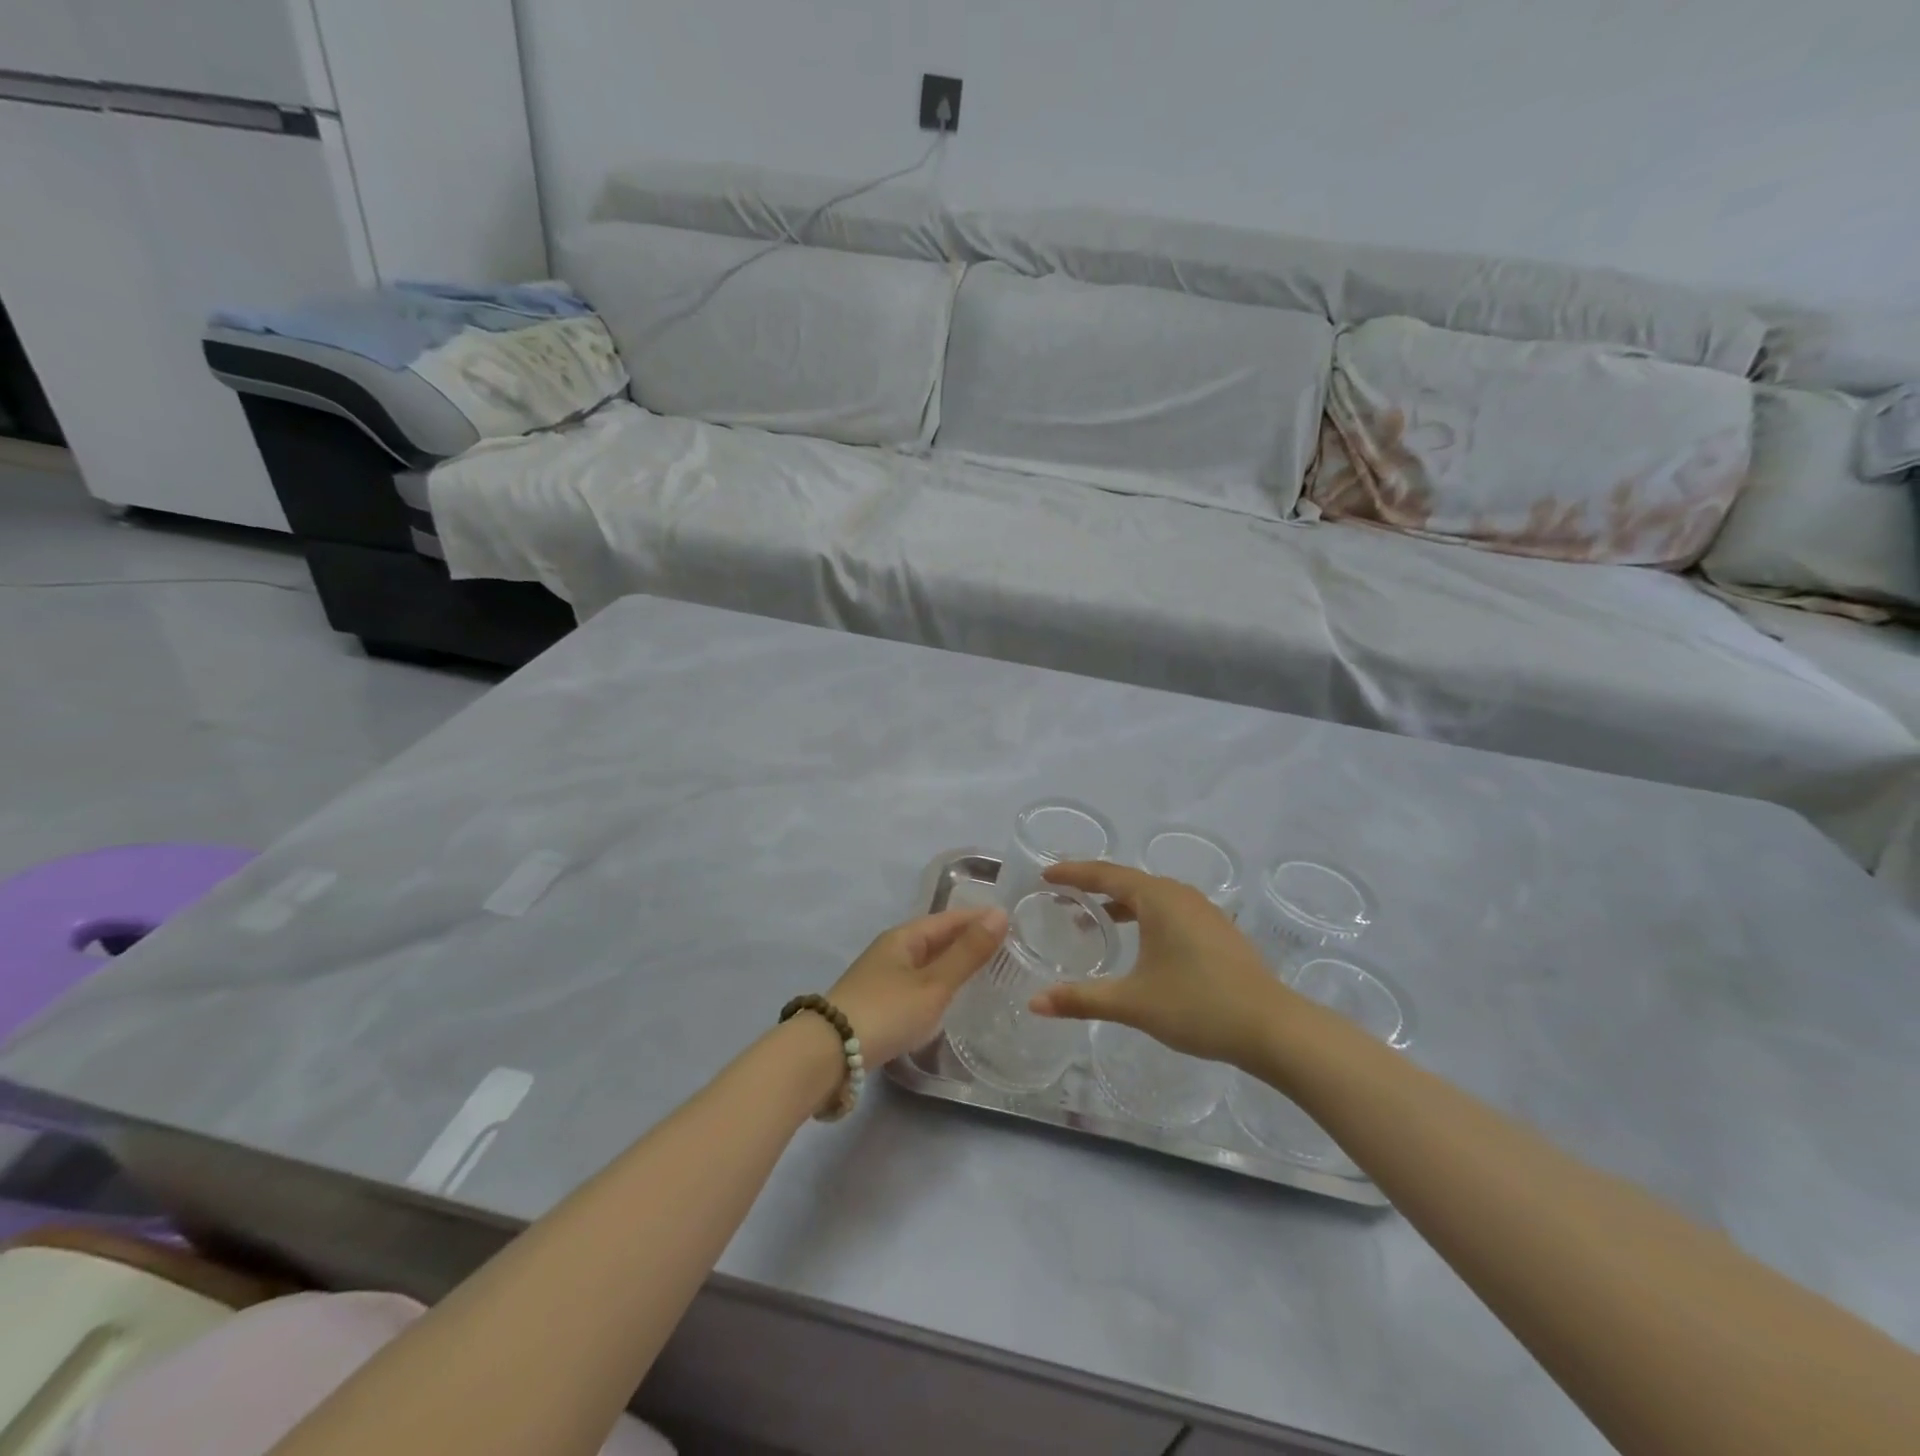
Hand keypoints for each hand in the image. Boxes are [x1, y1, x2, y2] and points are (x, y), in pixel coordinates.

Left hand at [829, 905, 1007, 1066]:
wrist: (828, 1053)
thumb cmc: (886, 1011)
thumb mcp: (933, 984)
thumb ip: (967, 953)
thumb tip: (1000, 914)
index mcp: (904, 937)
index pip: (949, 919)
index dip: (979, 919)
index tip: (1013, 924)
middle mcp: (892, 950)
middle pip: (937, 938)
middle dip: (968, 941)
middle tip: (1009, 951)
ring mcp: (882, 977)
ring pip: (927, 962)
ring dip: (954, 964)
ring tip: (988, 974)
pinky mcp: (879, 1003)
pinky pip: (918, 984)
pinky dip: (939, 985)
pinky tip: (951, 1000)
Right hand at [1029, 862, 1290, 1068]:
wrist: (1272, 1028)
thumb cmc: (1197, 1005)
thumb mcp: (1133, 1003)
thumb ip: (1082, 999)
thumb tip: (1034, 1003)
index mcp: (1158, 899)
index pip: (1105, 875)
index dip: (1073, 873)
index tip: (1045, 874)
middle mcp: (1180, 895)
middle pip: (1128, 881)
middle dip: (1093, 887)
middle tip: (1063, 897)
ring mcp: (1203, 911)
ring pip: (1151, 897)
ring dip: (1120, 904)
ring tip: (1094, 921)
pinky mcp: (1218, 930)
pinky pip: (1169, 910)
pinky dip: (1144, 916)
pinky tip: (1140, 943)